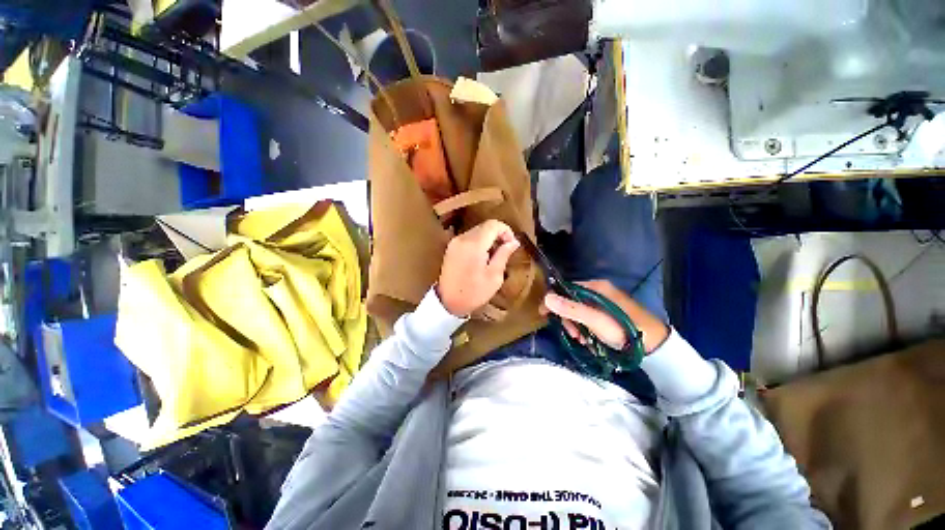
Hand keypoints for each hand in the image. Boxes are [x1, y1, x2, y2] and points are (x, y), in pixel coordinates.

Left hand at [437, 220, 520, 316]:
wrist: (447, 302)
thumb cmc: (473, 293)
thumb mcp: (494, 276)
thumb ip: (503, 255)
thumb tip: (514, 241)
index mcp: (474, 244)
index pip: (493, 224)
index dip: (506, 230)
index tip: (512, 244)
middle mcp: (463, 238)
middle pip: (484, 226)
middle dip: (498, 234)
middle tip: (505, 250)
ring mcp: (455, 242)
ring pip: (477, 230)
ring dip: (488, 238)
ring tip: (494, 255)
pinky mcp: (451, 247)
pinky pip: (469, 237)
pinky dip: (479, 242)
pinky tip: (482, 256)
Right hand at [540, 279, 669, 353]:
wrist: (655, 346)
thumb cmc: (623, 329)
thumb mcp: (594, 320)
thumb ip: (570, 309)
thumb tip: (546, 297)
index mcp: (596, 287)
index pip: (566, 288)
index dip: (554, 301)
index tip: (545, 315)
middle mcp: (599, 291)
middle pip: (571, 301)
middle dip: (568, 319)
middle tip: (572, 335)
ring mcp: (604, 303)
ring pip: (579, 311)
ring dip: (576, 326)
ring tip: (583, 340)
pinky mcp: (608, 314)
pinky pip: (588, 318)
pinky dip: (585, 329)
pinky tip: (590, 340)